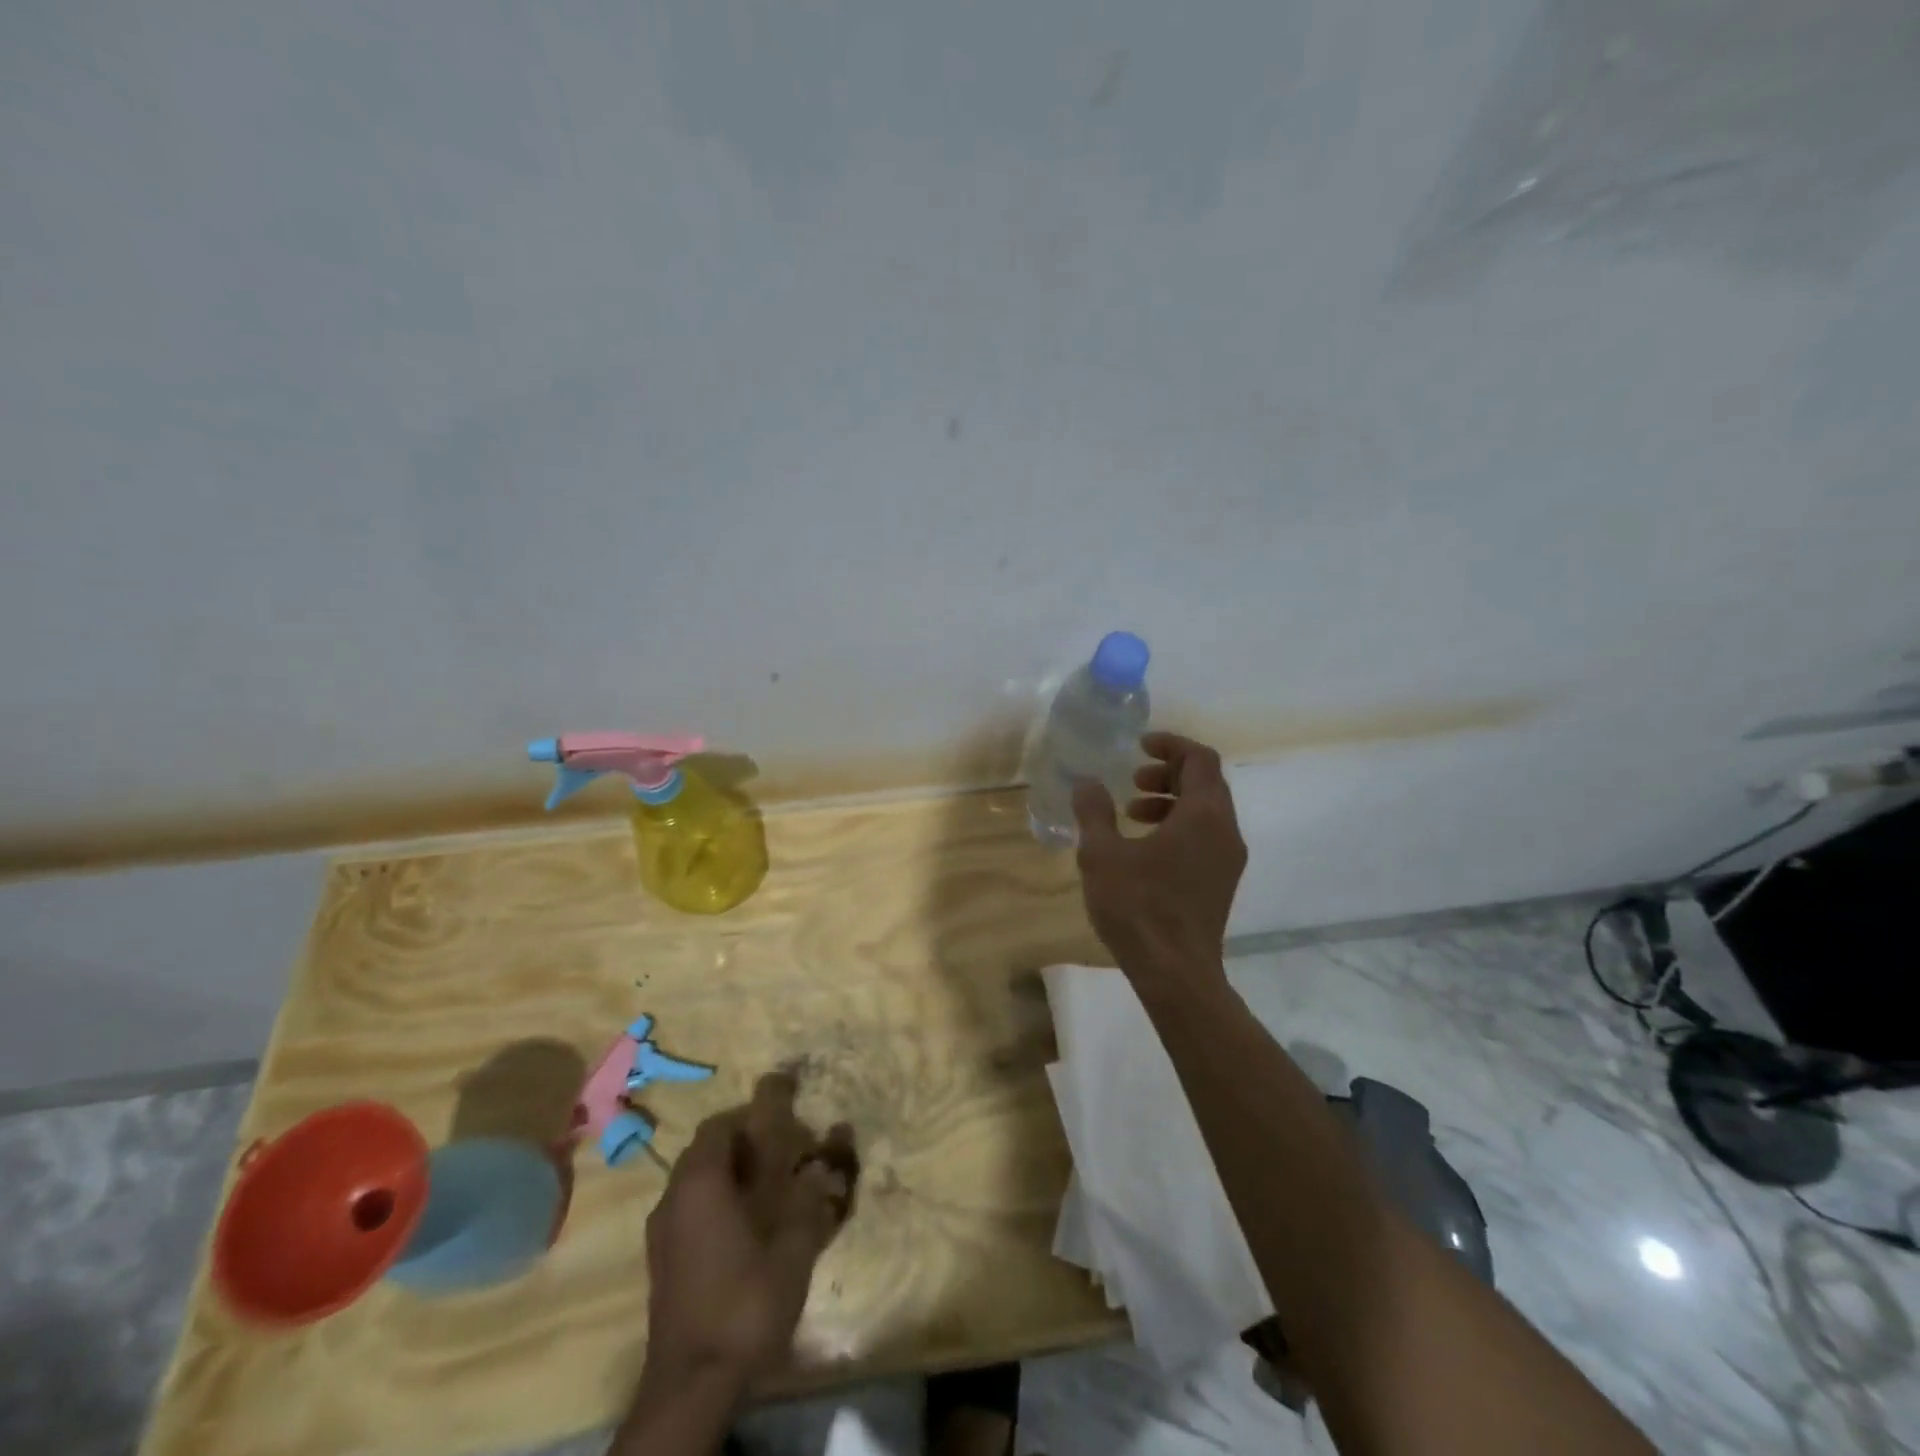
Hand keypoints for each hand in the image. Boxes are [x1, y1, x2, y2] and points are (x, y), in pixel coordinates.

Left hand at [642, 1073, 857, 1388]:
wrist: (692, 1385)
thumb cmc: (745, 1301)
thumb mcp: (794, 1246)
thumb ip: (814, 1194)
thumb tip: (834, 1154)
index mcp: (701, 1180)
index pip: (722, 1123)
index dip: (754, 1113)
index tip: (786, 1119)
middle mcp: (673, 1196)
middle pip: (706, 1148)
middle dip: (743, 1142)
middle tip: (783, 1151)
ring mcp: (662, 1232)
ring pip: (696, 1180)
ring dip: (729, 1172)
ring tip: (769, 1187)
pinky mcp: (662, 1262)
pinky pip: (689, 1209)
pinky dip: (715, 1201)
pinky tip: (745, 1227)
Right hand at [1073, 732, 1247, 977]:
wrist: (1175, 973)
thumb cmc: (1138, 906)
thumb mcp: (1103, 854)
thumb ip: (1094, 811)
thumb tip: (1086, 783)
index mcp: (1204, 815)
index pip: (1200, 758)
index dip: (1170, 744)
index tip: (1140, 746)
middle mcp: (1225, 831)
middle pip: (1206, 783)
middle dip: (1168, 773)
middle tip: (1132, 781)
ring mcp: (1227, 860)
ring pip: (1206, 812)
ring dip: (1170, 801)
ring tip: (1131, 812)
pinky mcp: (1221, 882)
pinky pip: (1204, 837)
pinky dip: (1177, 826)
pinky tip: (1142, 848)